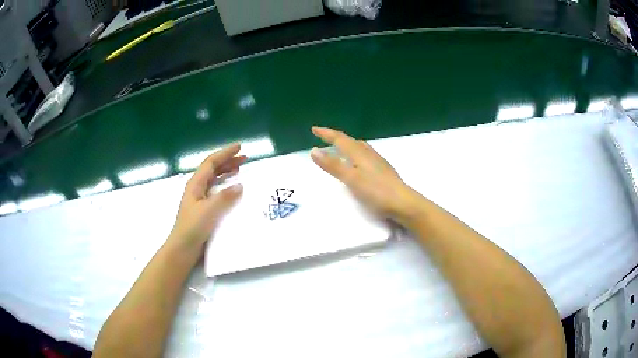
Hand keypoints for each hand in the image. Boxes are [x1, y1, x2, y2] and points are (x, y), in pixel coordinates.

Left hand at [170, 143, 245, 248]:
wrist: (183, 247)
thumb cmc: (193, 227)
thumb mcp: (209, 210)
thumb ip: (224, 197)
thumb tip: (240, 185)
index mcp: (196, 184)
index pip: (211, 162)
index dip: (225, 153)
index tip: (239, 147)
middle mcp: (197, 188)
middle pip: (213, 169)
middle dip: (228, 161)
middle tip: (244, 158)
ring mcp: (199, 199)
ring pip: (214, 180)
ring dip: (227, 173)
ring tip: (240, 170)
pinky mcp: (203, 209)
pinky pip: (216, 191)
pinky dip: (226, 187)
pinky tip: (232, 191)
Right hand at [310, 126, 412, 218]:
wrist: (403, 202)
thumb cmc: (376, 191)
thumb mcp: (351, 179)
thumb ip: (333, 165)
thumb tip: (314, 150)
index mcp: (359, 154)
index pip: (340, 139)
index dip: (326, 134)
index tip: (314, 129)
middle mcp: (369, 153)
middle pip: (350, 141)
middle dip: (336, 138)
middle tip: (325, 137)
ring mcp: (378, 161)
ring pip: (359, 147)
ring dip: (347, 144)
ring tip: (340, 146)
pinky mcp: (383, 170)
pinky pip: (365, 154)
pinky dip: (355, 152)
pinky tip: (359, 161)